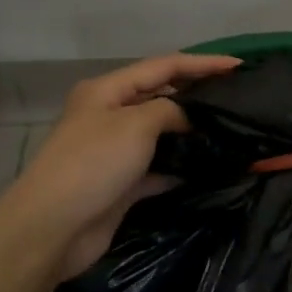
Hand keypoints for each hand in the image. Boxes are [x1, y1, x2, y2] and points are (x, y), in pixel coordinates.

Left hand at [0, 52, 240, 284]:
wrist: (53, 228)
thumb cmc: (93, 163)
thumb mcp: (136, 124)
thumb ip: (170, 111)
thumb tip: (188, 119)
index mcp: (107, 90)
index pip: (163, 66)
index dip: (202, 64)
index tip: (238, 66)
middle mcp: (110, 115)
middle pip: (161, 97)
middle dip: (197, 95)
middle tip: (237, 98)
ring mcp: (115, 151)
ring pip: (161, 133)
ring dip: (191, 133)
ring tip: (230, 131)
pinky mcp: (122, 184)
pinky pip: (159, 167)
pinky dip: (180, 166)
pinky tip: (208, 167)